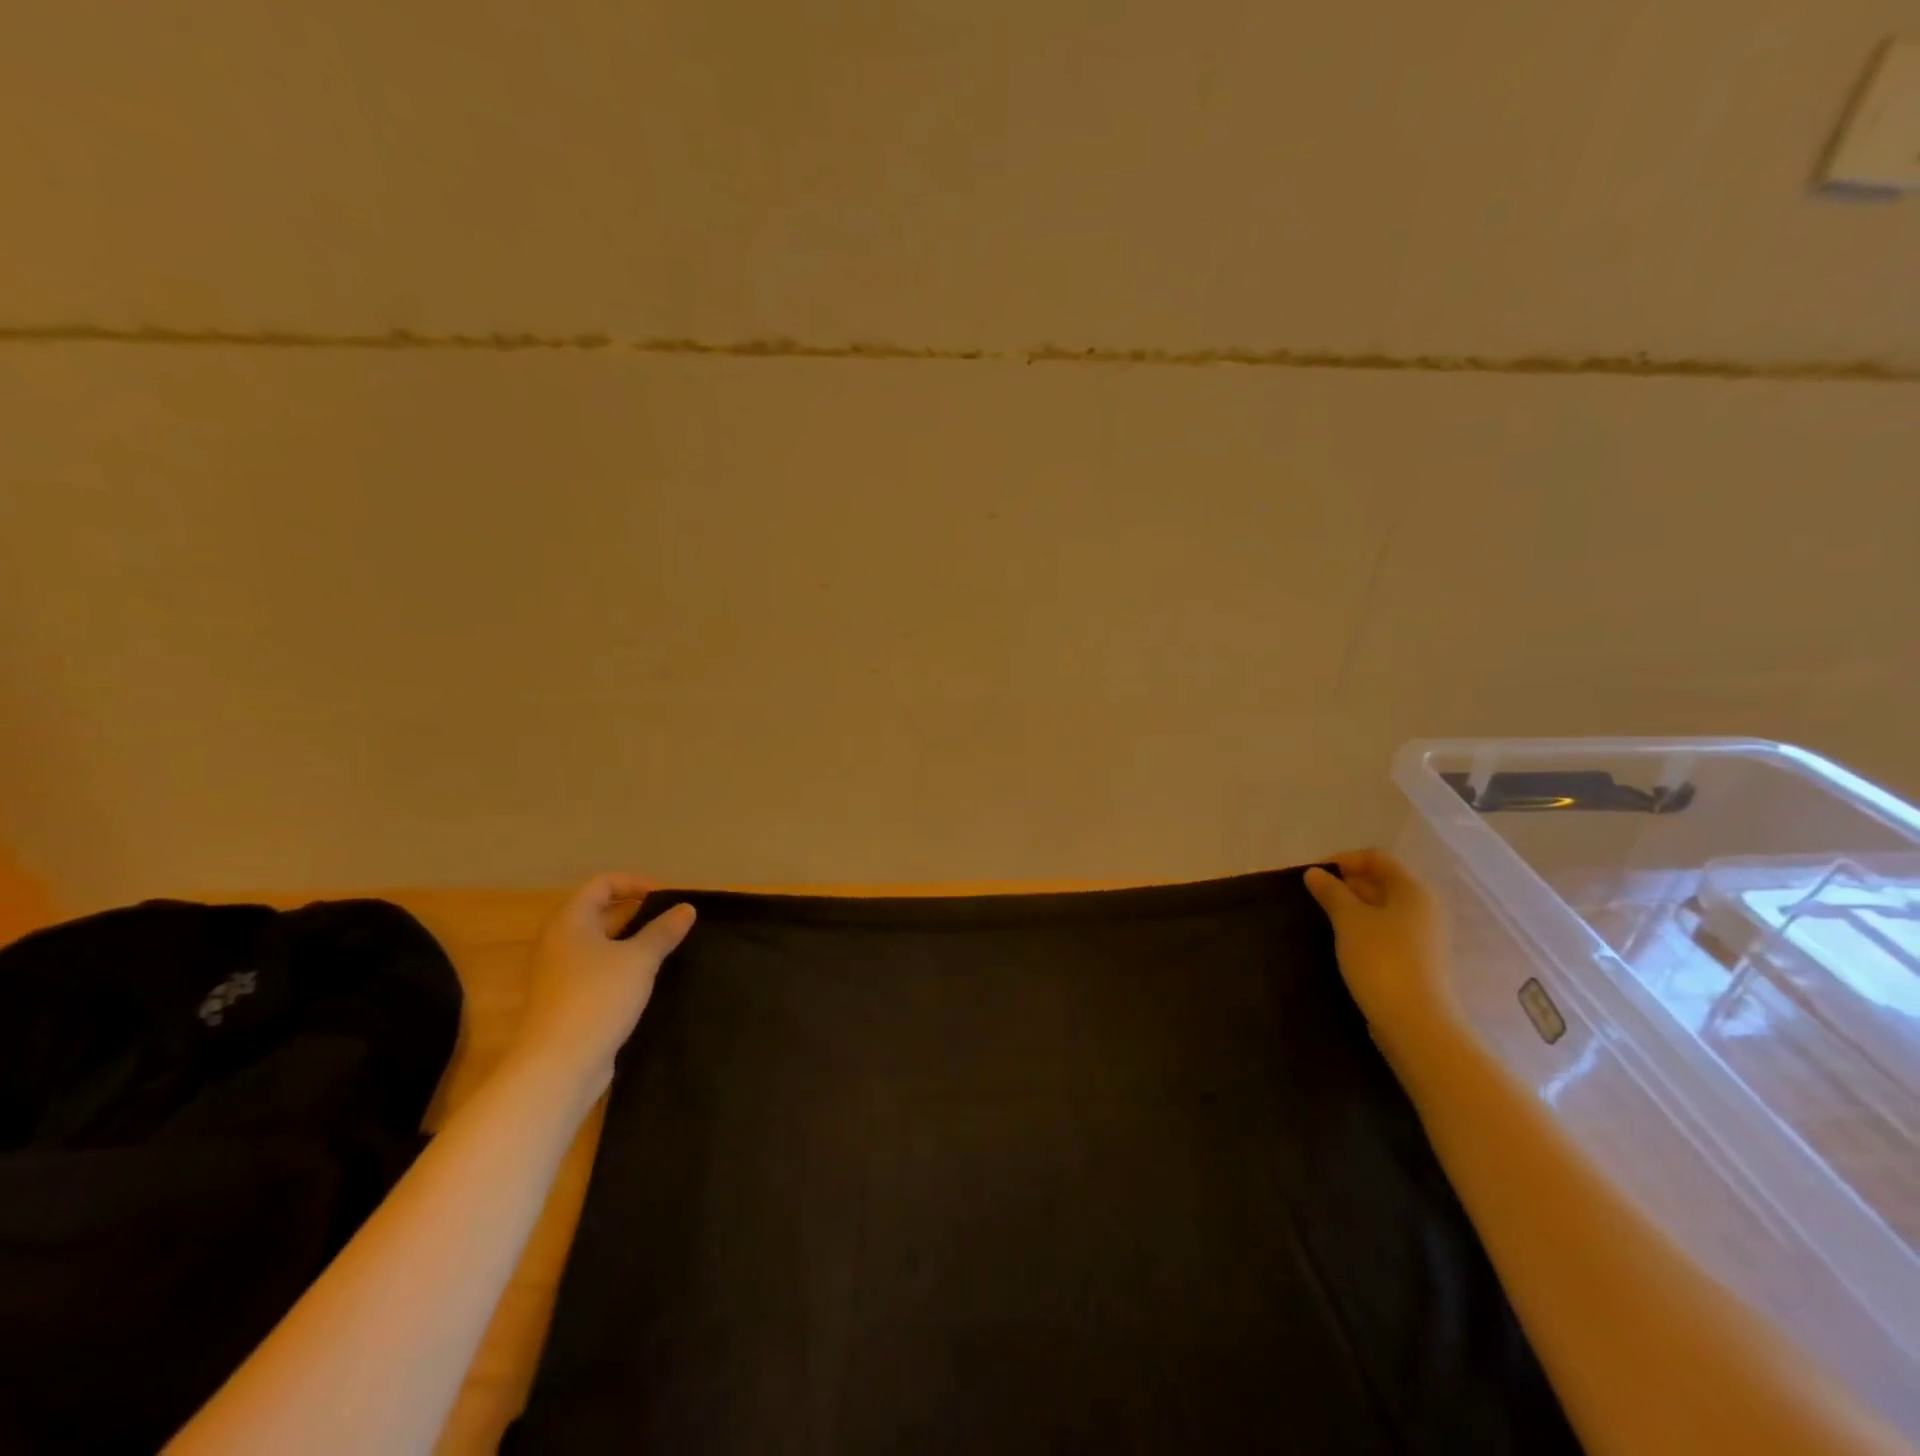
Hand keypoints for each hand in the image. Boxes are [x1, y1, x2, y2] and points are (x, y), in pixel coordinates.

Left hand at [506, 873, 695, 1090]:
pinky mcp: (568, 1000)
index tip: (670, 898)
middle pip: (603, 912)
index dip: (638, 883)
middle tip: (677, 923)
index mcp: (570, 921)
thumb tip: (686, 908)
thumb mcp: (639, 959)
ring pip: (604, 944)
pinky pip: (601, 970)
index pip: (604, 884)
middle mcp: (560, 941)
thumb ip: (663, 931)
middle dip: (642, 914)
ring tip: (671, 948)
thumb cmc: (597, 998)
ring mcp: (561, 973)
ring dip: (636, 942)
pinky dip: (625, 967)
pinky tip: (651, 979)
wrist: (558, 1066)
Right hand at [1304, 851, 1456, 1051]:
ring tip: (1322, 918)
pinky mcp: (1417, 960)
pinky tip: (1341, 941)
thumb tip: (1315, 873)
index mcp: (1413, 890)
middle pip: (1381, 882)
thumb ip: (1331, 892)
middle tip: (1313, 896)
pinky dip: (1362, 929)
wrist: (1415, 1023)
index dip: (1343, 860)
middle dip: (1345, 884)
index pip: (1376, 858)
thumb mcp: (1349, 920)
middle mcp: (1424, 908)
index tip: (1313, 875)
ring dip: (1351, 908)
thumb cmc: (1381, 960)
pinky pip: (1385, 931)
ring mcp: (1423, 936)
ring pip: (1382, 909)